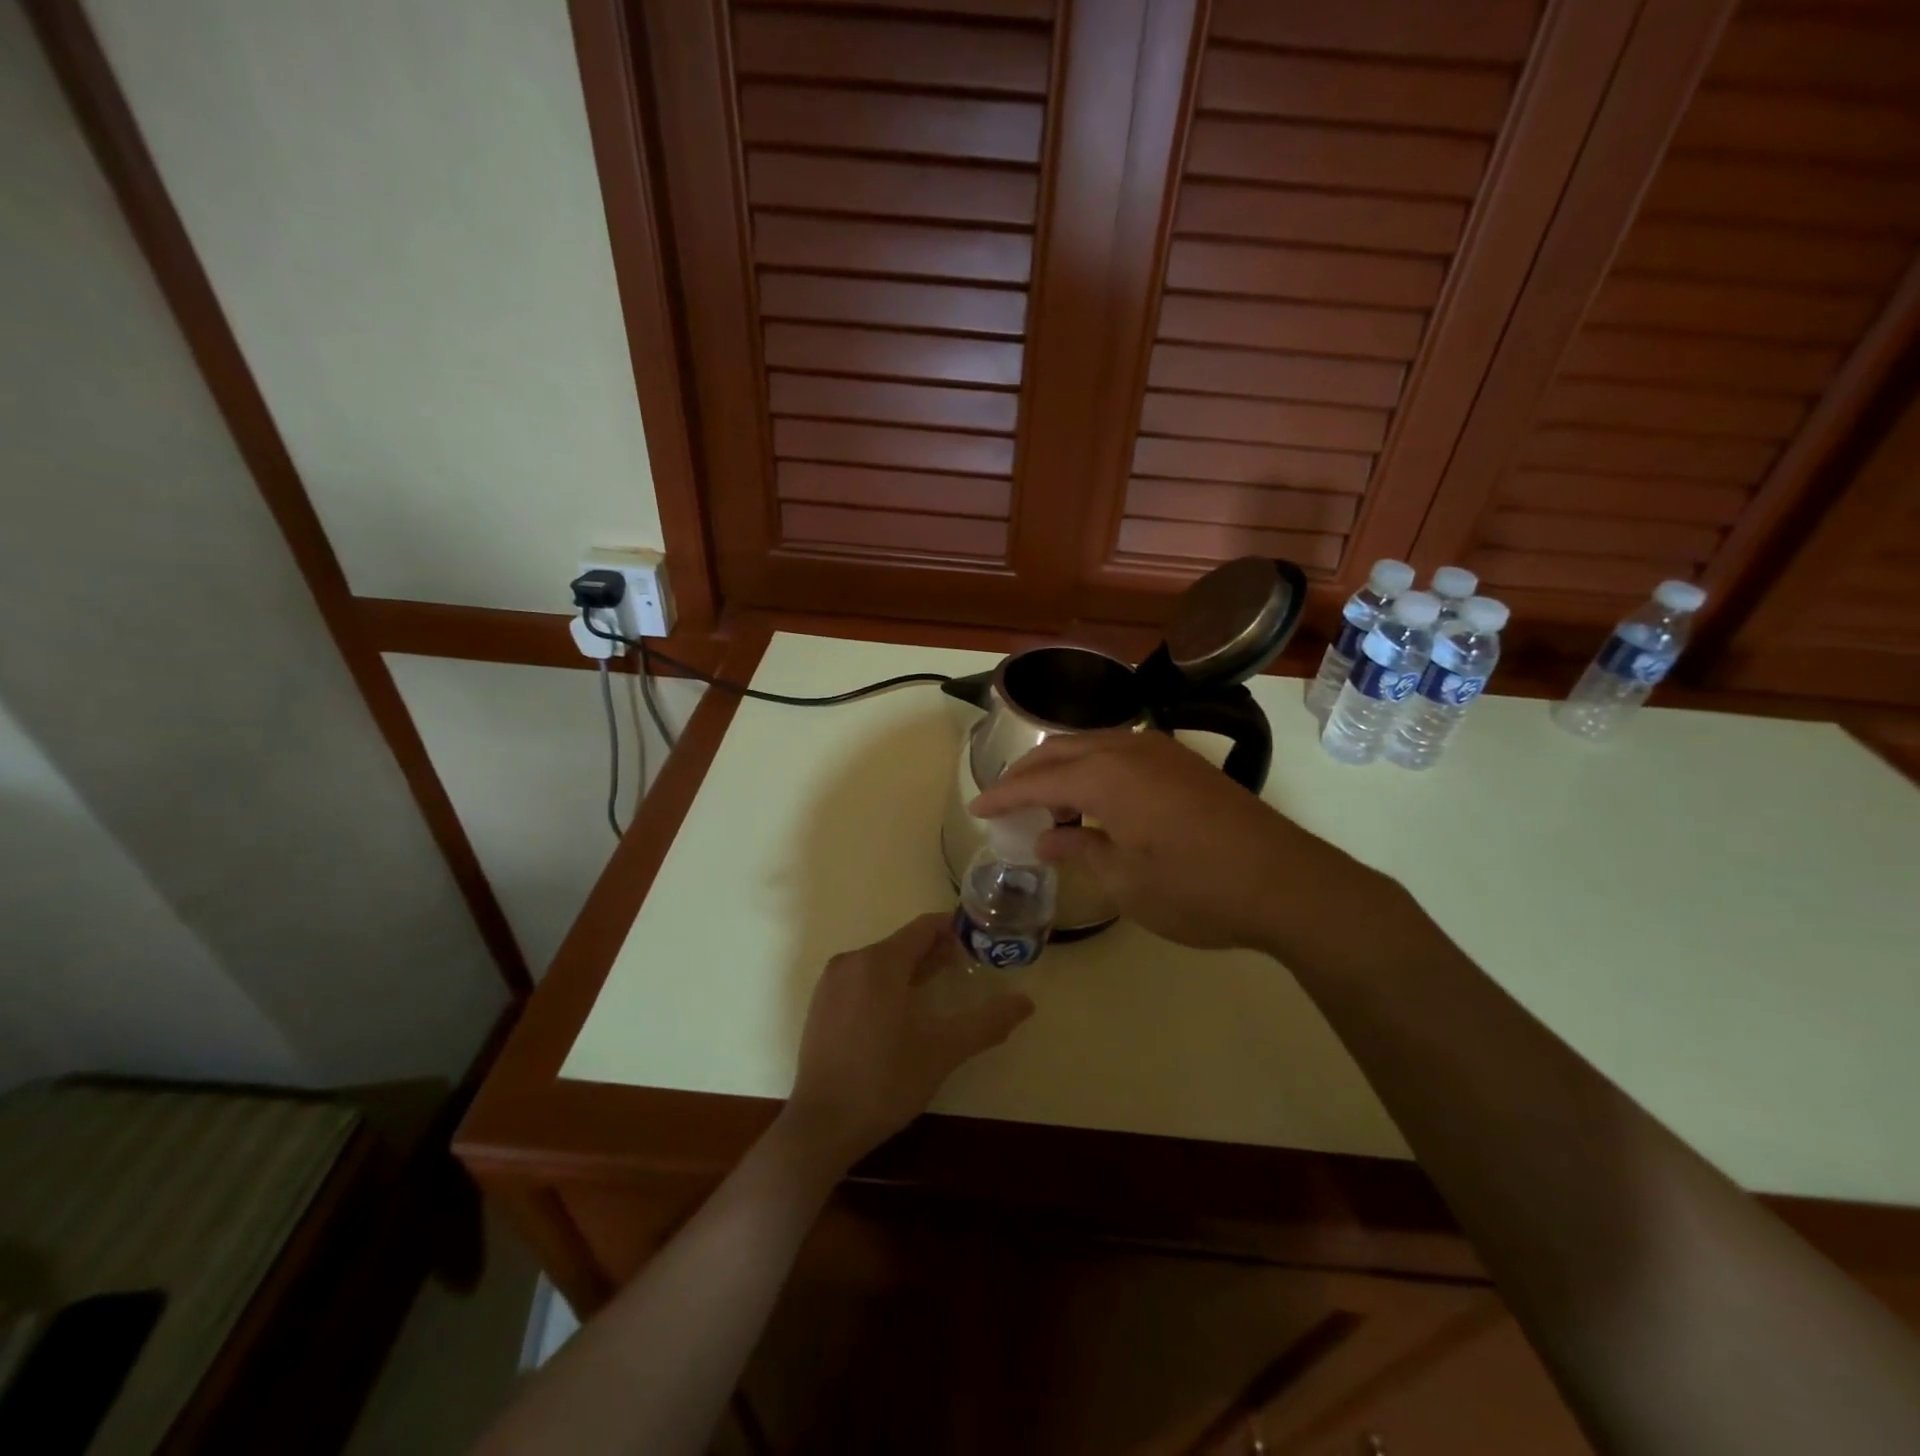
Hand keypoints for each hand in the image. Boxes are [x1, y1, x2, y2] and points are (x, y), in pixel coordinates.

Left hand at [783, 913, 1033, 1170]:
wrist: (822, 1126)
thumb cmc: (886, 1081)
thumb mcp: (944, 1050)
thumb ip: (987, 1022)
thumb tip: (1026, 1002)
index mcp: (880, 962)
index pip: (924, 928)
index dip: (955, 929)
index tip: (981, 939)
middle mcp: (852, 961)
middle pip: (902, 944)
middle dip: (936, 952)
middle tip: (969, 966)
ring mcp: (831, 983)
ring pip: (881, 962)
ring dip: (912, 969)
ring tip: (941, 988)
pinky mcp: (821, 1005)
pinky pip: (862, 979)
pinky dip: (887, 984)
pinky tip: (903, 1011)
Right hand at [970, 729, 1371, 955]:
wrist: (1288, 883)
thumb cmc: (1197, 889)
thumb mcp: (1126, 881)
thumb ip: (1079, 851)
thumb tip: (1046, 840)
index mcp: (1106, 775)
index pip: (1038, 780)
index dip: (1003, 795)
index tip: (976, 808)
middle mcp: (1129, 748)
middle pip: (1061, 750)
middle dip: (1027, 773)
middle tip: (1004, 800)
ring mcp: (1161, 750)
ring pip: (1092, 744)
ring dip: (1061, 767)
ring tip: (1045, 802)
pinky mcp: (1184, 762)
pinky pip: (1120, 750)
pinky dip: (1093, 767)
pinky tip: (1094, 798)